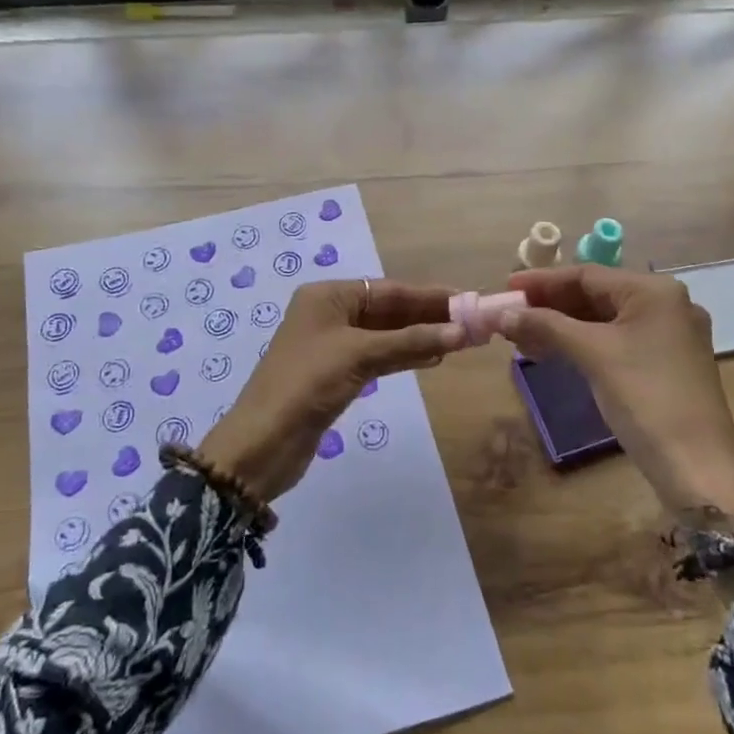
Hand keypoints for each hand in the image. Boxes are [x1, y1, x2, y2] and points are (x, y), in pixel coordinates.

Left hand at [197, 279, 464, 503]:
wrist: (262, 443)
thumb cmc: (306, 384)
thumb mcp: (359, 356)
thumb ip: (410, 342)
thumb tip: (461, 332)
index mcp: (327, 296)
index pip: (389, 290)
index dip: (429, 296)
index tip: (468, 300)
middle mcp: (329, 314)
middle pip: (388, 310)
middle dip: (428, 317)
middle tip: (471, 323)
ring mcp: (332, 346)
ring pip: (385, 335)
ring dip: (419, 337)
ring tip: (460, 340)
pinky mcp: (335, 375)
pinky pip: (377, 357)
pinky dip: (403, 356)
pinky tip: (431, 357)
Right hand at [501, 265, 733, 535]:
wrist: (697, 468)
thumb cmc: (645, 398)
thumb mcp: (593, 355)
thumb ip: (546, 327)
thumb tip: (502, 314)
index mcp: (655, 292)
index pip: (588, 274)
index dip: (542, 281)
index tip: (506, 289)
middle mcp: (667, 305)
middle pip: (596, 295)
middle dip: (550, 305)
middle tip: (510, 316)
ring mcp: (669, 336)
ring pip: (604, 320)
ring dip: (562, 326)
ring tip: (522, 338)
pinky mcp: (666, 364)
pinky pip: (616, 341)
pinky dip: (583, 344)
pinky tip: (553, 353)